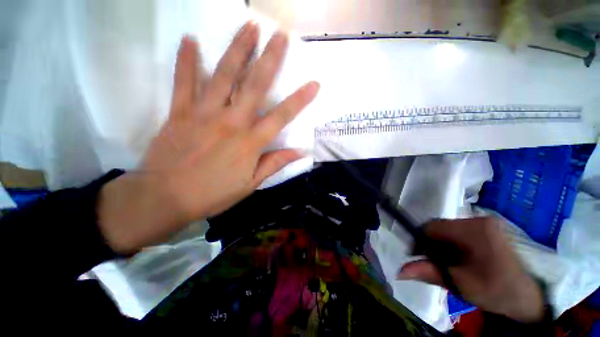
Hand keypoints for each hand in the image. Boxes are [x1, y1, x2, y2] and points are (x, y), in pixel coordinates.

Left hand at [97, 22, 319, 253]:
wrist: (166, 197)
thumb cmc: (213, 194)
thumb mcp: (250, 184)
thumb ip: (274, 164)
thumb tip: (299, 153)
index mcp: (250, 142)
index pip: (281, 116)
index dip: (299, 100)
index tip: (314, 83)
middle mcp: (230, 122)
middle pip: (254, 85)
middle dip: (270, 59)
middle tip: (280, 35)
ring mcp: (203, 113)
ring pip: (223, 75)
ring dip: (237, 49)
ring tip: (248, 26)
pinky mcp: (179, 112)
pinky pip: (183, 82)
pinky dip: (186, 60)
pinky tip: (190, 40)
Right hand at [397, 217, 544, 322]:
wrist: (530, 297)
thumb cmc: (497, 291)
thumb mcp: (461, 285)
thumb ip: (429, 273)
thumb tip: (399, 271)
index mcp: (474, 230)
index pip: (431, 227)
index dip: (420, 241)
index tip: (419, 257)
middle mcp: (478, 219)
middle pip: (440, 227)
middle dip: (433, 245)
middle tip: (436, 264)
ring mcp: (484, 222)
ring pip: (448, 230)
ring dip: (443, 245)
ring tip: (450, 264)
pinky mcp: (487, 228)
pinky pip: (459, 232)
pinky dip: (453, 245)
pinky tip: (460, 259)